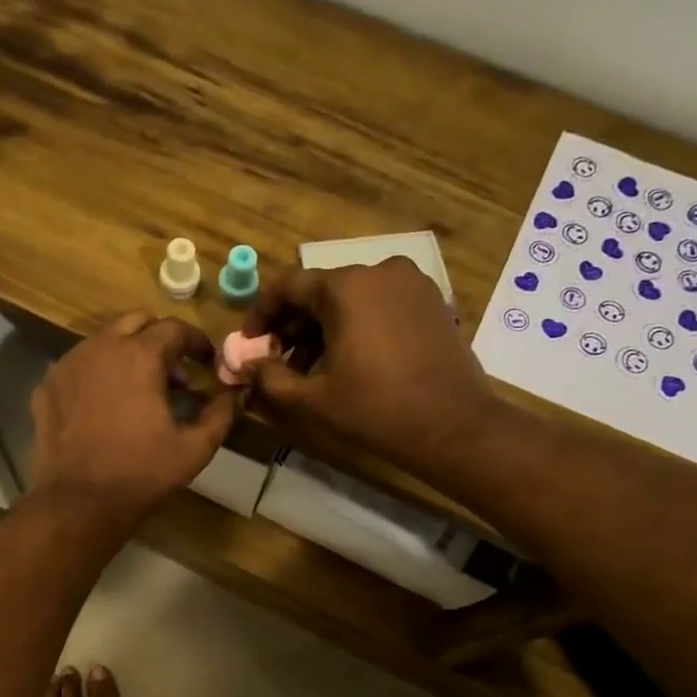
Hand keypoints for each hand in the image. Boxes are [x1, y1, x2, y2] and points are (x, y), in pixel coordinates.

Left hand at [28, 312, 235, 527]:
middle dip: (160, 340)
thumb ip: (220, 414)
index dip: (196, 342)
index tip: (206, 361)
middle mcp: (100, 347)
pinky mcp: (47, 386)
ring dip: (127, 354)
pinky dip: (97, 375)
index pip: (175, 329)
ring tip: (139, 391)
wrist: (78, 502)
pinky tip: (104, 406)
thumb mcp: (195, 449)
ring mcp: (68, 364)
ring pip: (103, 341)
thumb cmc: (141, 474)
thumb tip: (234, 394)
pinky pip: (78, 366)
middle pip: (136, 322)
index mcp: (139, 355)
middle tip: (173, 374)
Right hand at [241, 257, 494, 477]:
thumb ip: (269, 377)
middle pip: (321, 291)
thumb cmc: (374, 409)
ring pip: (351, 299)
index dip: (262, 314)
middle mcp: (379, 271)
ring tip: (312, 368)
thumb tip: (246, 366)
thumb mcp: (311, 399)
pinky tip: (349, 360)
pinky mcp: (431, 302)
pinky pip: (379, 305)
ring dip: (324, 328)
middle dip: (293, 325)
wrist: (451, 425)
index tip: (249, 342)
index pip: (289, 287)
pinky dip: (356, 326)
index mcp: (346, 287)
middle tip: (277, 360)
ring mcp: (411, 284)